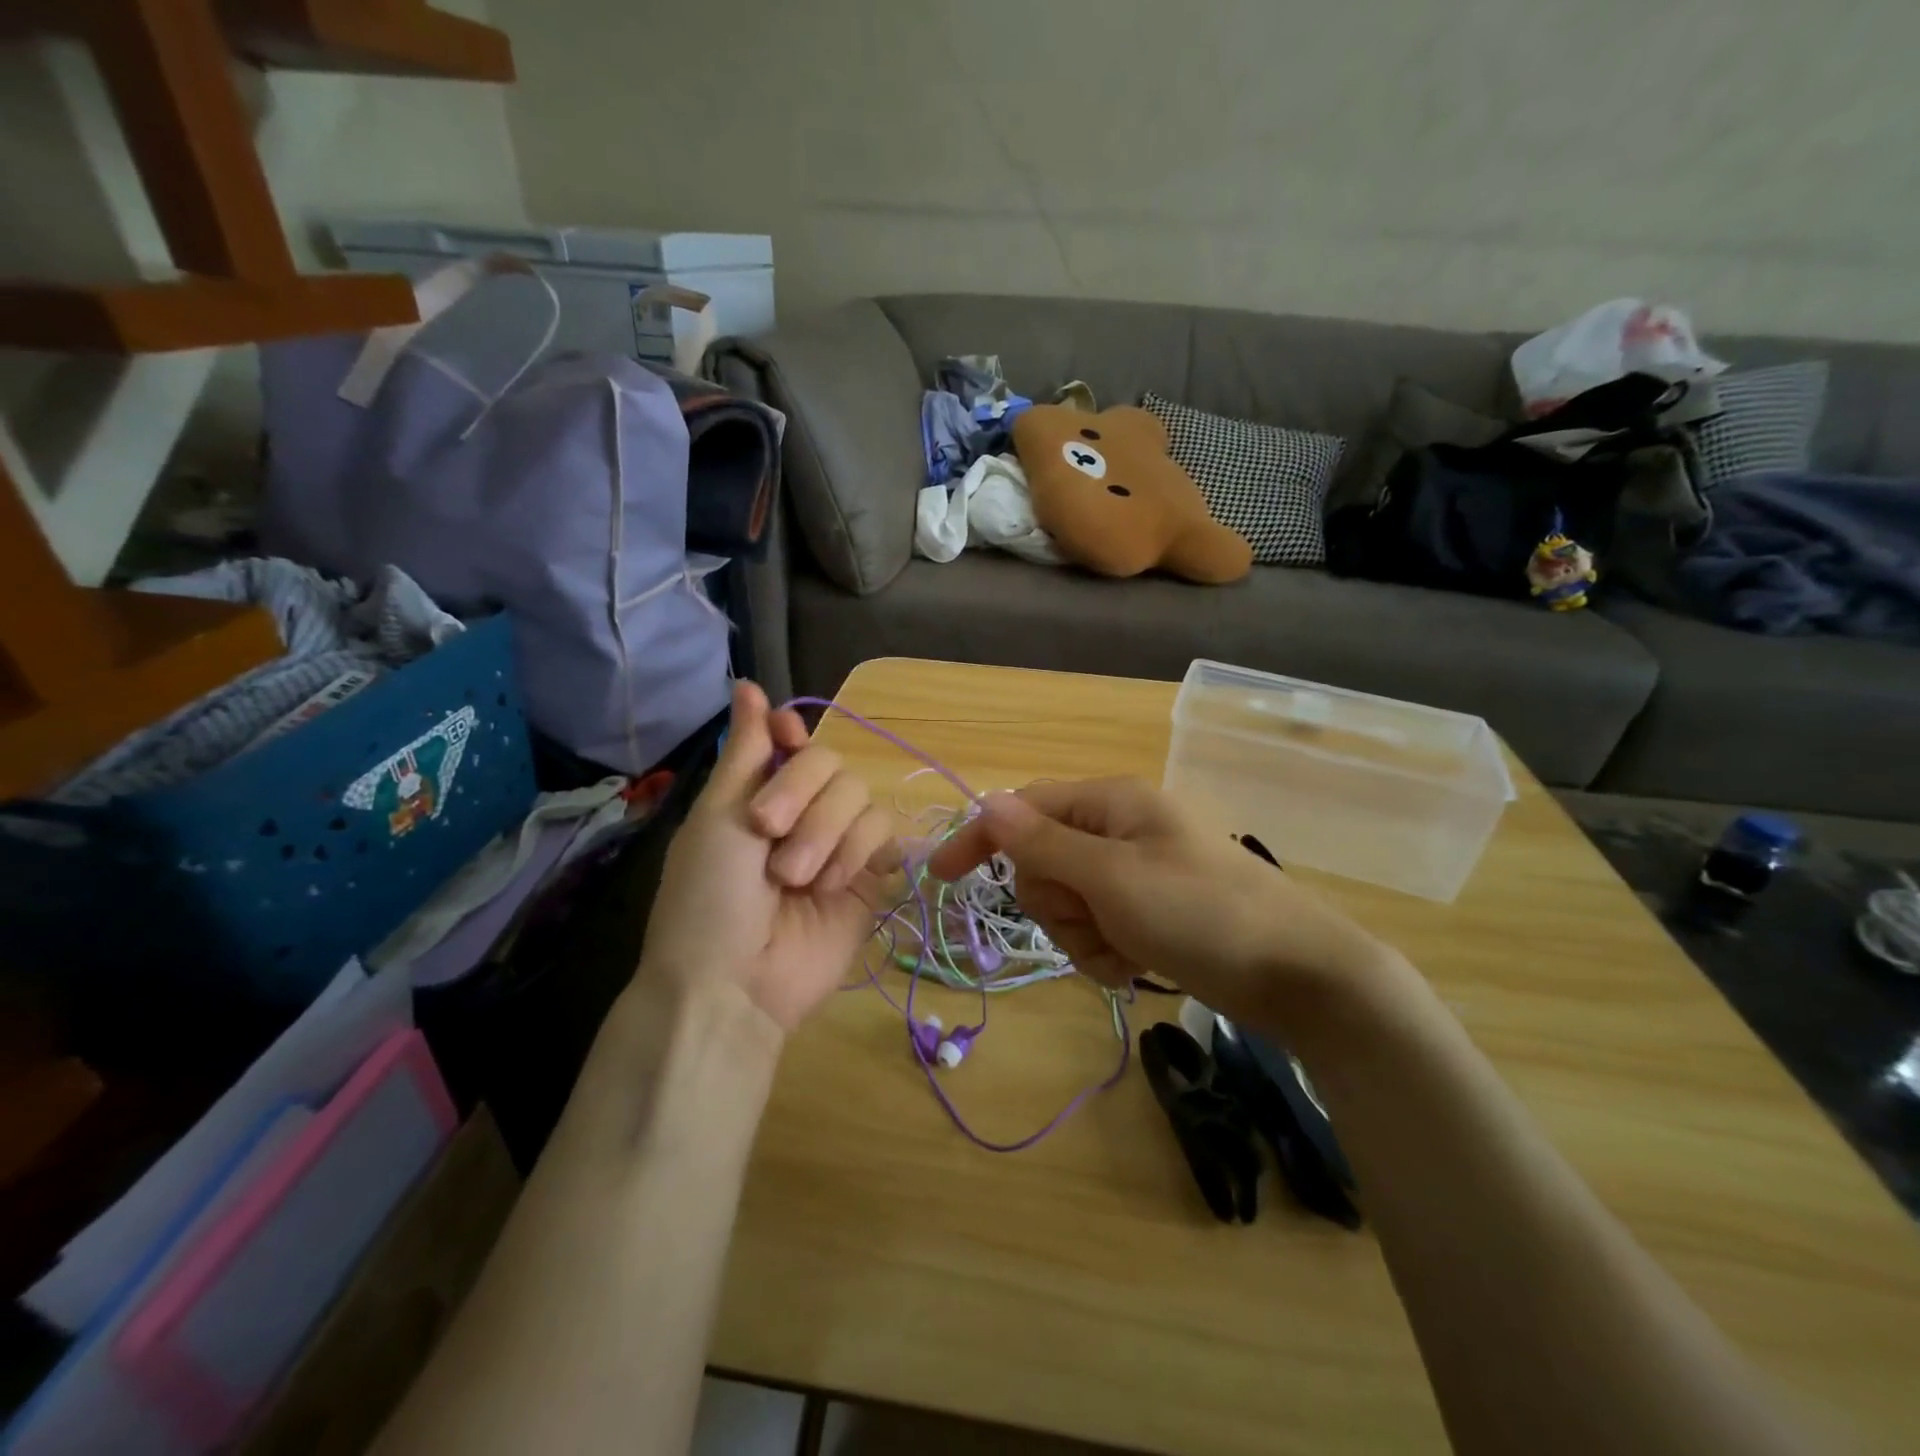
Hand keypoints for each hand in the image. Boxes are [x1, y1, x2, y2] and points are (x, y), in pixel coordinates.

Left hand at [641, 682, 894, 1031]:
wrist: (736, 983)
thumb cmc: (709, 897)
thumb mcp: (717, 817)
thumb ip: (746, 750)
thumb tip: (747, 682)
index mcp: (758, 794)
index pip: (794, 738)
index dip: (793, 735)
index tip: (785, 742)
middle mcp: (801, 811)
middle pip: (833, 762)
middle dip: (802, 797)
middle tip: (768, 837)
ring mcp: (838, 843)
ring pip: (860, 795)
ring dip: (825, 833)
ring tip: (796, 880)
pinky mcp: (870, 874)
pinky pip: (884, 832)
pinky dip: (856, 853)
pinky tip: (830, 886)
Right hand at [928, 778, 1392, 1026]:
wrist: (1298, 975)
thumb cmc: (1202, 914)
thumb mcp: (1113, 878)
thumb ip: (1045, 843)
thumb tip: (987, 800)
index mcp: (1111, 802)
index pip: (1024, 808)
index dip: (982, 838)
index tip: (940, 877)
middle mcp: (1119, 828)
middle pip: (1043, 861)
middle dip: (1056, 902)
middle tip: (1094, 919)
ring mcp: (1135, 871)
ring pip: (1067, 901)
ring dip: (1082, 933)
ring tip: (1125, 949)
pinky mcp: (1149, 910)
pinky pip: (1097, 926)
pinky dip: (1105, 950)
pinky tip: (1137, 964)